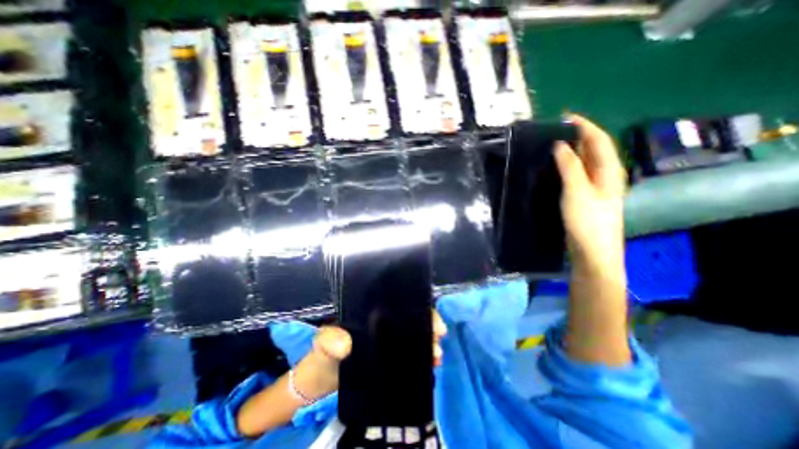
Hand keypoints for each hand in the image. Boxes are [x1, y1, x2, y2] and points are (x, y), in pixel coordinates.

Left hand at [293, 311, 448, 398]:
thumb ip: (329, 340)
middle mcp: (385, 322)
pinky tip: (431, 365)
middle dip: (428, 325)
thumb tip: (346, 344)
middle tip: (437, 337)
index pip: (399, 302)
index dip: (417, 306)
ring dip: (428, 343)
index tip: (431, 318)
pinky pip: (410, 355)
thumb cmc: (324, 352)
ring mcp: (389, 340)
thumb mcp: (324, 341)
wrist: (322, 379)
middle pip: (412, 318)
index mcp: (373, 311)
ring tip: (436, 355)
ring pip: (414, 336)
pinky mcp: (391, 359)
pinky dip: (422, 359)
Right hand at [553, 114, 627, 272]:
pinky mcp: (585, 196)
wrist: (592, 251)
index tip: (564, 117)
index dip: (583, 126)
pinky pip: (577, 173)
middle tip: (554, 129)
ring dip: (571, 150)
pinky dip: (568, 165)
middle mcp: (605, 174)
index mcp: (609, 170)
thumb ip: (570, 167)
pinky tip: (556, 166)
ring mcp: (595, 186)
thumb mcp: (577, 191)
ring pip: (585, 161)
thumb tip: (561, 144)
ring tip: (552, 143)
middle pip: (594, 148)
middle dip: (577, 135)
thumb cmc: (588, 221)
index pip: (599, 139)